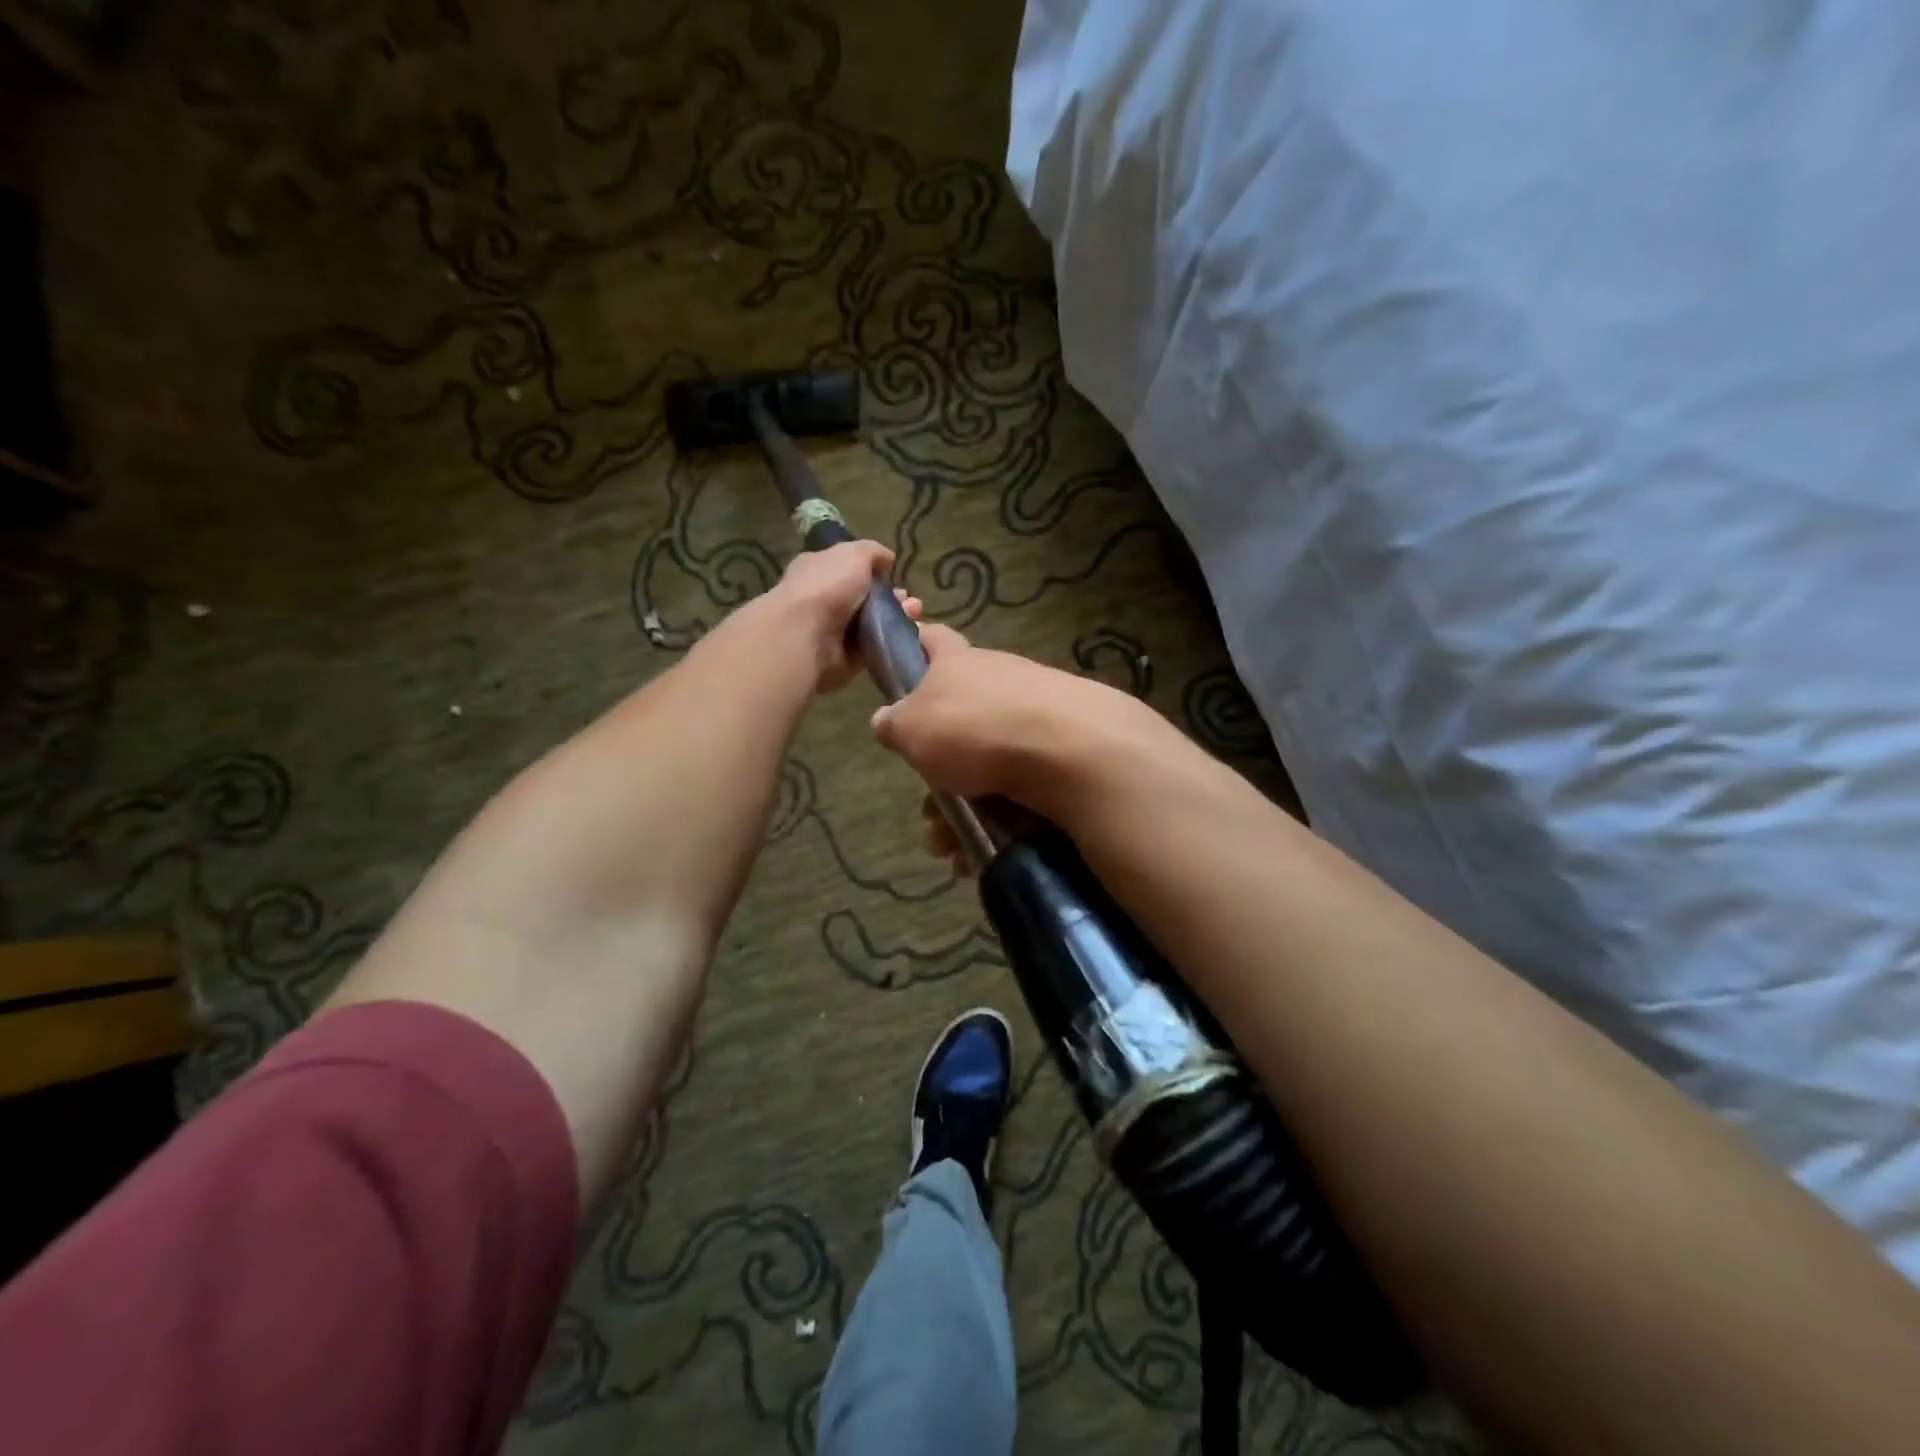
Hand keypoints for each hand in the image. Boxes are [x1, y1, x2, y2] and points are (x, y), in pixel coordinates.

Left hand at [759, 540, 921, 691]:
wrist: (806, 635)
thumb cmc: (827, 586)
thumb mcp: (854, 554)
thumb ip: (873, 553)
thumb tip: (888, 560)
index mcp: (819, 570)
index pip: (849, 568)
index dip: (874, 571)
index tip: (895, 575)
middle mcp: (824, 599)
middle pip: (865, 599)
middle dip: (892, 599)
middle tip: (912, 603)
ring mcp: (832, 631)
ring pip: (872, 625)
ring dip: (896, 620)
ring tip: (914, 616)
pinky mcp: (843, 659)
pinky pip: (872, 650)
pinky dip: (889, 644)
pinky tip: (906, 637)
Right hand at [872, 624, 1157, 867]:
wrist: (1069, 750)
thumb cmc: (975, 728)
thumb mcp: (913, 728)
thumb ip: (894, 724)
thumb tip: (886, 719)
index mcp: (959, 662)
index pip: (932, 638)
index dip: (914, 646)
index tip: (900, 667)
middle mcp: (999, 680)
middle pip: (957, 721)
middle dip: (936, 773)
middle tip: (929, 810)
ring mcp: (1035, 715)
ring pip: (985, 765)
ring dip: (961, 809)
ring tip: (949, 846)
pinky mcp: (1062, 751)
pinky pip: (1017, 787)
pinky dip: (997, 818)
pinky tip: (982, 851)